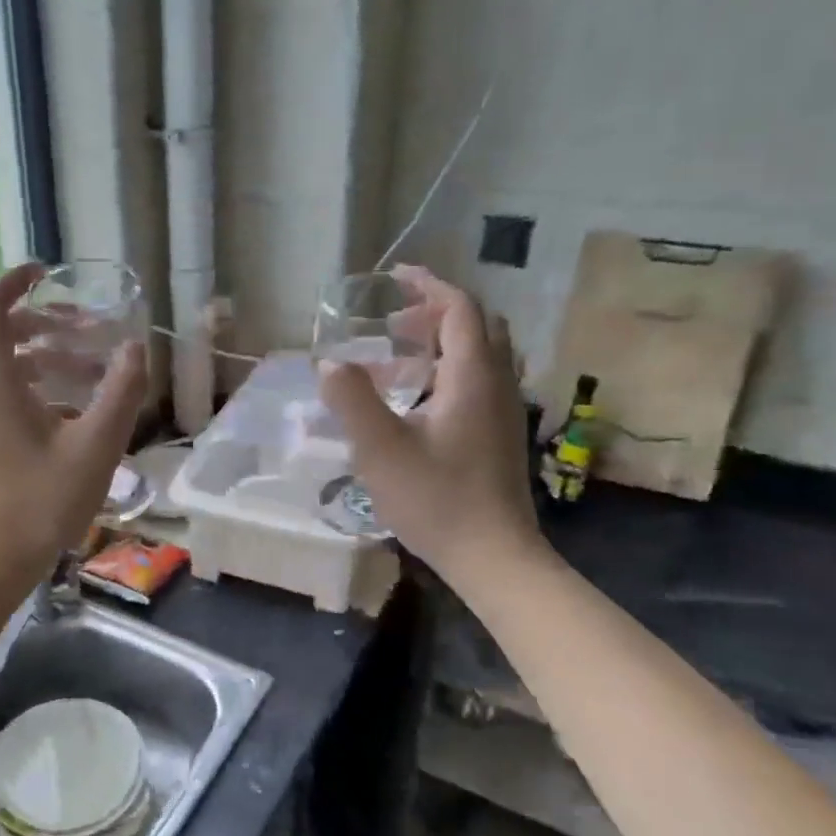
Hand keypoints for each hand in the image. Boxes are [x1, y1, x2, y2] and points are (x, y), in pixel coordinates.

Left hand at [0, 264, 146, 591]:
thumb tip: (136, 347)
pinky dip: (29, 390)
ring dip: (43, 361)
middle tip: (89, 331)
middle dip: (45, 325)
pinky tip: (67, 417)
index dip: (14, 282)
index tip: (47, 273)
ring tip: (90, 375)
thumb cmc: (41, 502)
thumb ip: (120, 391)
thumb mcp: (95, 446)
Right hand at [319, 266, 544, 581]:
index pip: (461, 309)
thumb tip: (331, 365)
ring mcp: (504, 411)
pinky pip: (479, 382)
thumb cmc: (437, 499)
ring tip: (397, 360)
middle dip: (435, 313)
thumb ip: (352, 400)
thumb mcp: (381, 449)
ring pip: (481, 355)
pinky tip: (417, 402)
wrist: (494, 557)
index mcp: (473, 377)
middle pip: (477, 326)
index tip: (396, 278)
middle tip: (392, 325)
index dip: (429, 286)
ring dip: (441, 343)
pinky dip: (448, 371)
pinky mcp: (501, 435)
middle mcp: (497, 384)